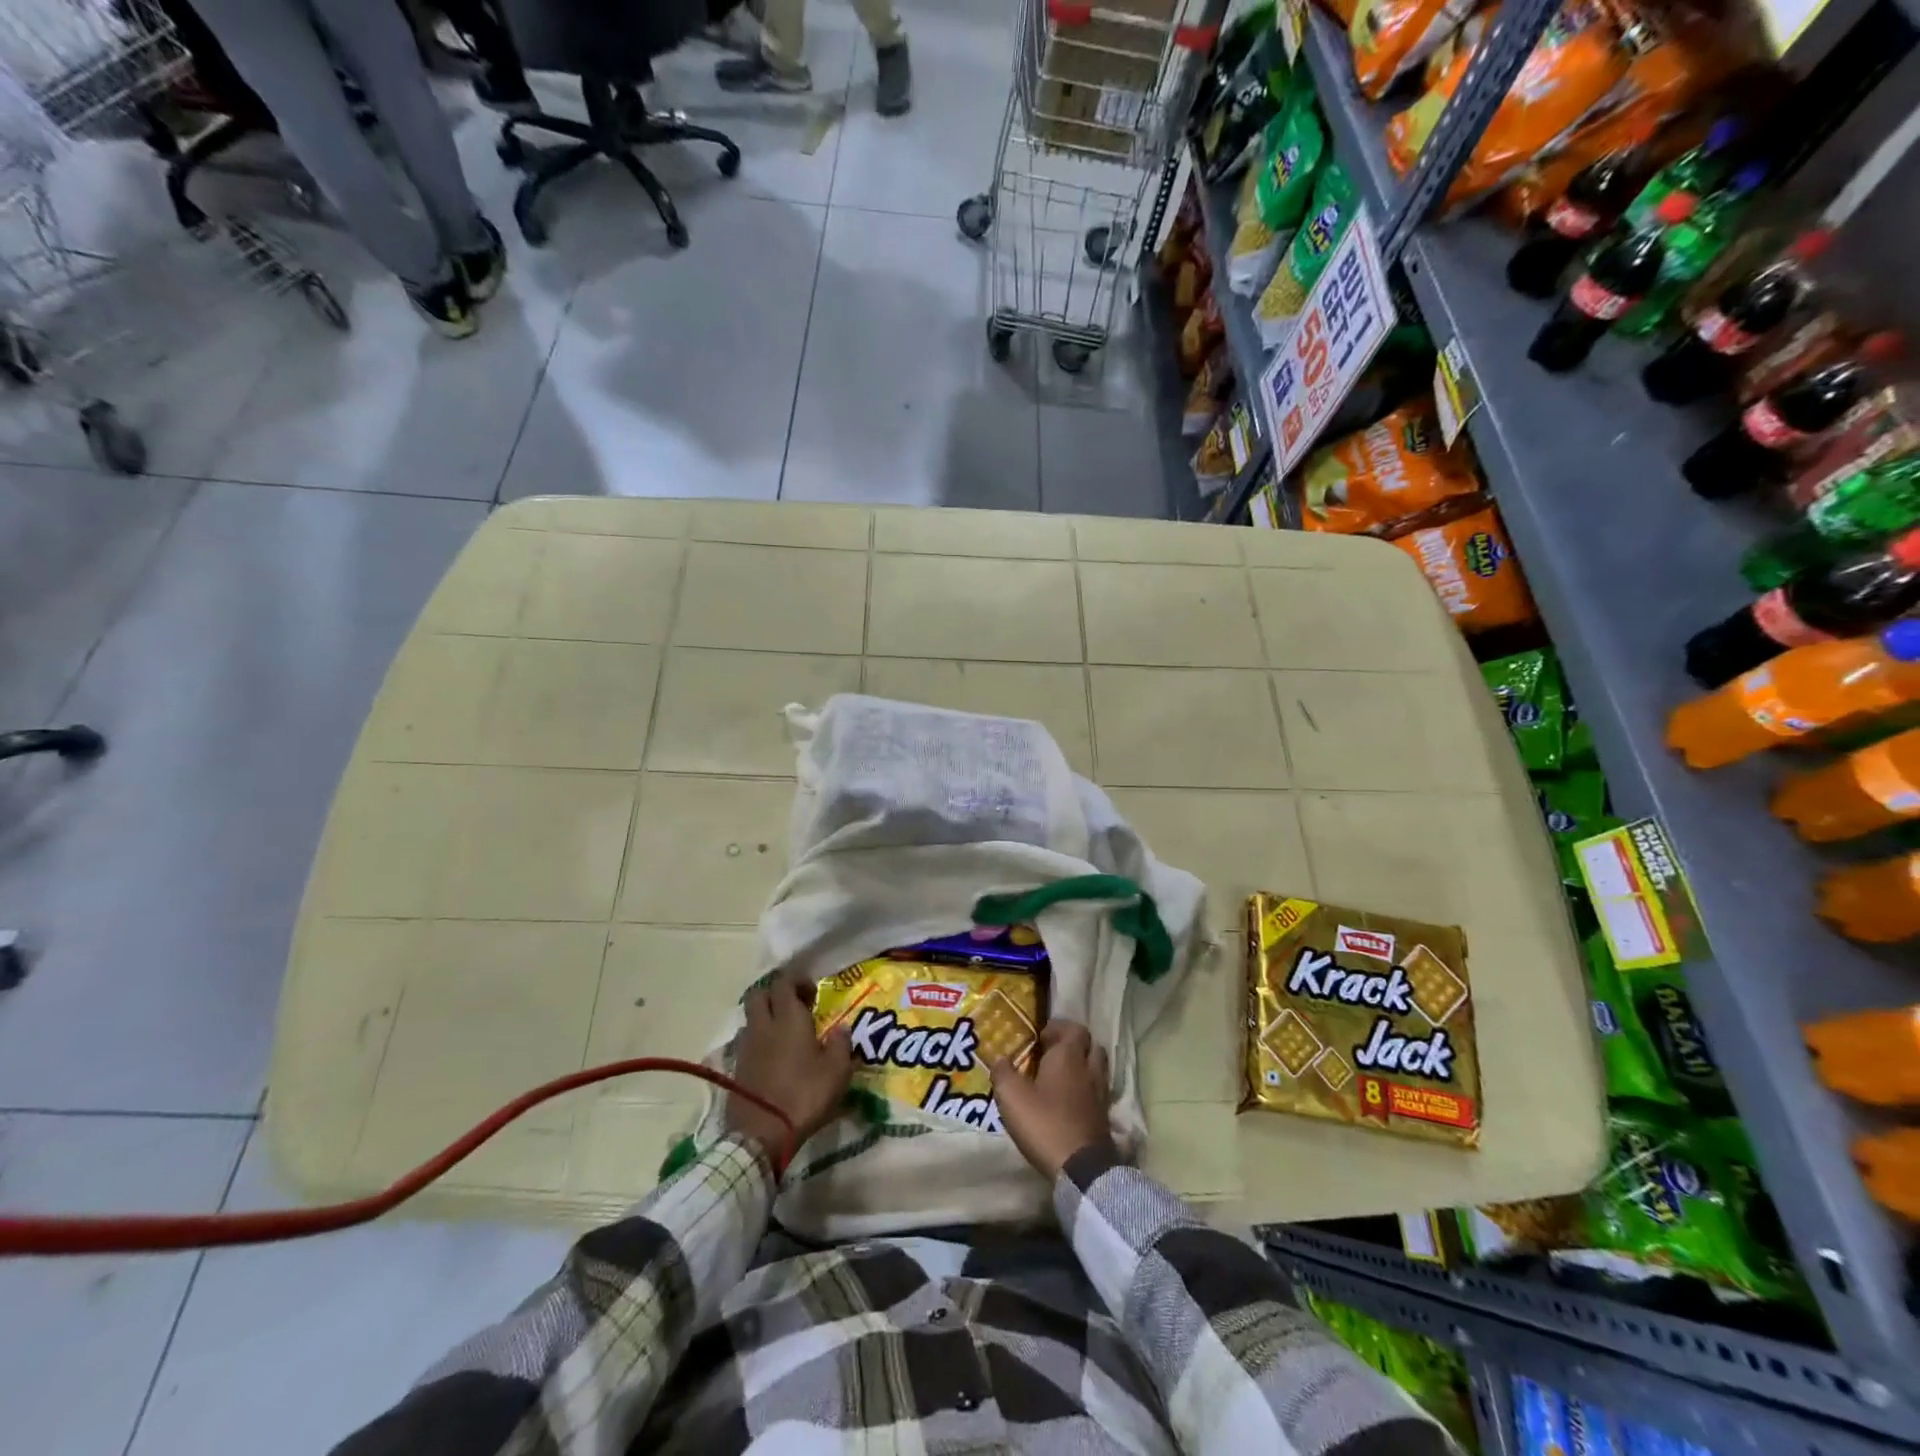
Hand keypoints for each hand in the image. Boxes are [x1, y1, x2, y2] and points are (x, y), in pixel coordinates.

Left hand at [728, 976, 852, 1163]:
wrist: (760, 1135)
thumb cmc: (804, 1095)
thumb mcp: (837, 1072)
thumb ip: (841, 1045)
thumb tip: (842, 1028)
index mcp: (788, 1019)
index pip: (784, 982)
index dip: (797, 980)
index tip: (813, 991)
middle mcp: (763, 1026)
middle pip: (759, 994)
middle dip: (776, 994)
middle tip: (796, 1007)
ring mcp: (746, 1047)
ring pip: (751, 1019)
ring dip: (766, 1018)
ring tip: (784, 1034)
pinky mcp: (736, 1069)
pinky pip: (747, 1043)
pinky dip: (759, 1042)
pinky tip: (773, 1059)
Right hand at [989, 1021, 1111, 1180]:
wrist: (1081, 1168)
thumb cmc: (1044, 1123)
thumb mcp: (1012, 1096)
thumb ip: (1003, 1072)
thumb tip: (1000, 1058)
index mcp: (1069, 1056)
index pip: (1074, 1028)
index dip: (1058, 1028)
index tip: (1039, 1038)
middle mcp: (1089, 1069)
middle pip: (1091, 1045)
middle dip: (1074, 1045)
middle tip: (1053, 1055)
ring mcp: (1101, 1093)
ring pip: (1097, 1068)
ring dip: (1082, 1067)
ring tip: (1061, 1078)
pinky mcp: (1105, 1117)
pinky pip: (1098, 1091)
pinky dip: (1086, 1090)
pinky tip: (1070, 1102)